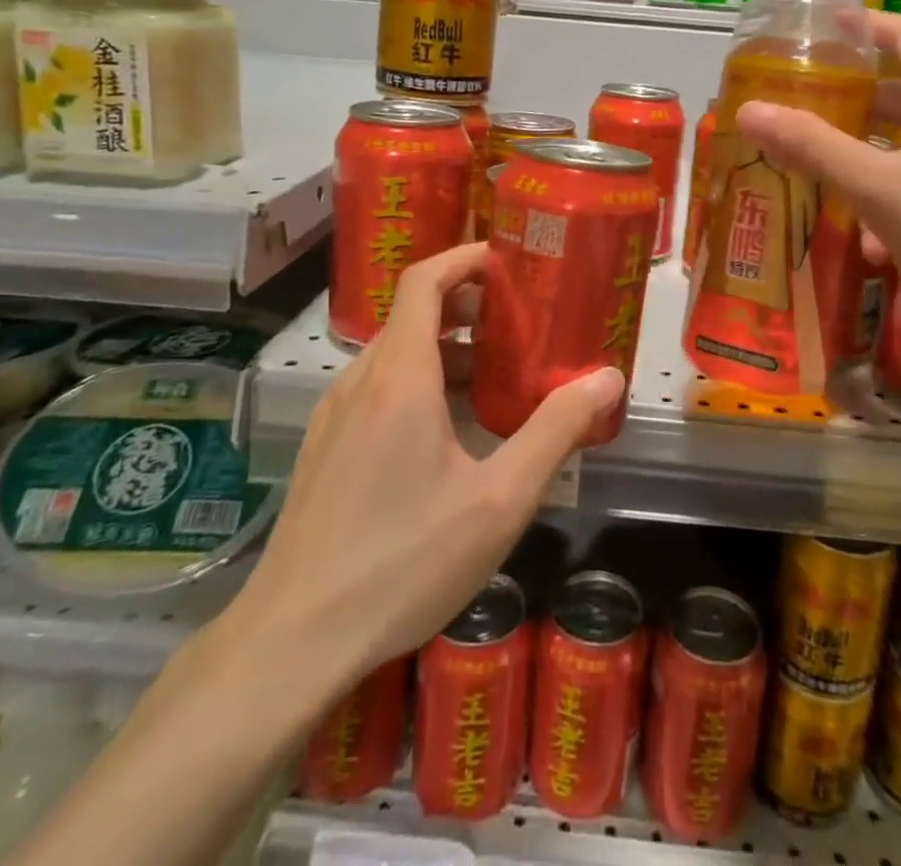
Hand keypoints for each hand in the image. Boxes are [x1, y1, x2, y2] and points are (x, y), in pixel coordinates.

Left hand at [224, 243, 625, 687]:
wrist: (293, 641)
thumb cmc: (403, 562)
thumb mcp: (499, 500)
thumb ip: (556, 431)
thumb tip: (607, 378)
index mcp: (400, 376)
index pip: (424, 280)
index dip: (465, 259)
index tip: (510, 263)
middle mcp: (361, 381)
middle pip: (414, 314)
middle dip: (469, 306)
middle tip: (521, 322)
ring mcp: (335, 415)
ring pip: (395, 354)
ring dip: (447, 348)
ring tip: (497, 376)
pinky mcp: (325, 448)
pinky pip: (378, 388)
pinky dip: (420, 380)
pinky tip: (450, 431)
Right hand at [738, 12, 900, 331]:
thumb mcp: (877, 186)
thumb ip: (813, 147)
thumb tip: (749, 111)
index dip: (864, 24)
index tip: (826, 25)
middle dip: (857, 100)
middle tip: (813, 105)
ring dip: (873, 158)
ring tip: (832, 184)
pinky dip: (900, 195)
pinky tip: (880, 245)